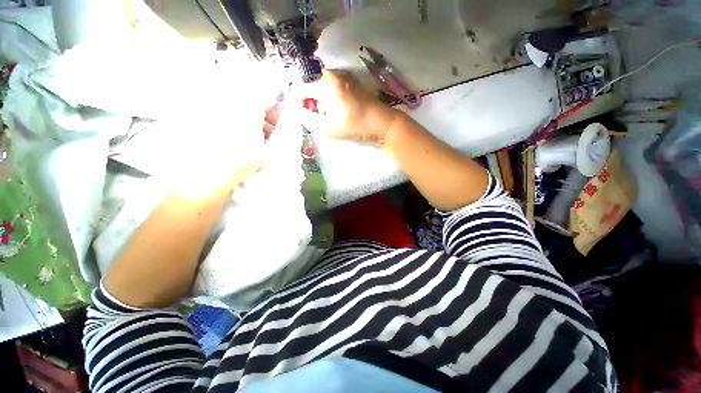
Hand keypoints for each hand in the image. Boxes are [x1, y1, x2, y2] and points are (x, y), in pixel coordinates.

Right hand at [300, 70, 400, 143]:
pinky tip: (337, 108)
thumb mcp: (329, 128)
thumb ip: (309, 120)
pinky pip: (333, 85)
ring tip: (328, 114)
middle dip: (310, 100)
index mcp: (327, 82)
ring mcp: (344, 75)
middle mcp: (334, 73)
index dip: (299, 102)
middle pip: (312, 84)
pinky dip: (330, 96)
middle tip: (317, 116)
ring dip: (320, 99)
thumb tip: (299, 112)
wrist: (382, 122)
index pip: (302, 87)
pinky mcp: (352, 81)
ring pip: (322, 85)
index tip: (304, 114)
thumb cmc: (356, 125)